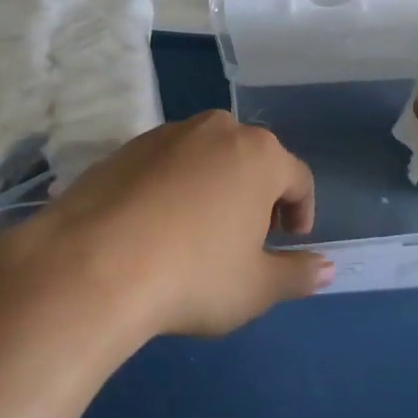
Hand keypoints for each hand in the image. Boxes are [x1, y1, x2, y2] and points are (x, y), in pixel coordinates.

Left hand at [0, 111, 332, 339]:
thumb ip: (296, 274)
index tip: (289, 242)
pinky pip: (167, 163)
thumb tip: (324, 267)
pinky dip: (173, 186)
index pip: (298, 178)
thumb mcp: (256, 287)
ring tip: (199, 233)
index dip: (301, 212)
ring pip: (207, 157)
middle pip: (252, 159)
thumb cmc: (193, 275)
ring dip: (214, 187)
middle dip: (258, 195)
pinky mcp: (126, 146)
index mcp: (258, 154)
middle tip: (247, 238)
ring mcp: (167, 133)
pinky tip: (156, 226)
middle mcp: (216, 129)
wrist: (93, 264)